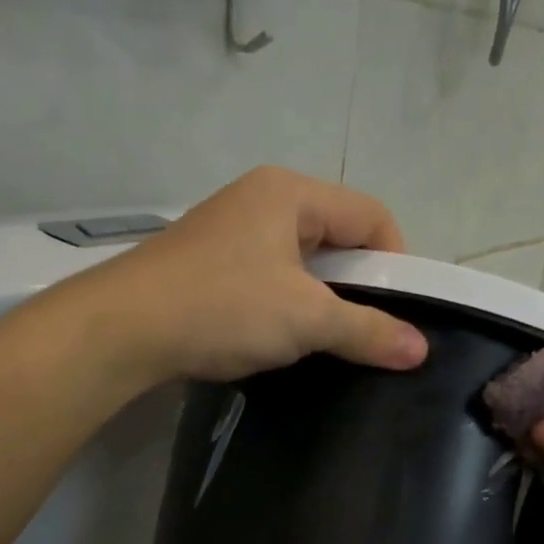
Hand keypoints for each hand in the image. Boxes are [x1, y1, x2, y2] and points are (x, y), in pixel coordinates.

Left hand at [91, 167, 428, 383]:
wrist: (123, 329)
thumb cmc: (223, 307)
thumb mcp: (306, 319)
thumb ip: (367, 331)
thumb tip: (420, 350)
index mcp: (290, 193)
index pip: (371, 215)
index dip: (396, 261)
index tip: (399, 311)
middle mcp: (262, 199)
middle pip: (338, 234)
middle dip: (361, 282)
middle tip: (369, 329)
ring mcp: (233, 230)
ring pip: (304, 260)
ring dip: (324, 298)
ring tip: (328, 339)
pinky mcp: (213, 263)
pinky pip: (273, 276)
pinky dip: (291, 304)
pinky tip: (285, 337)